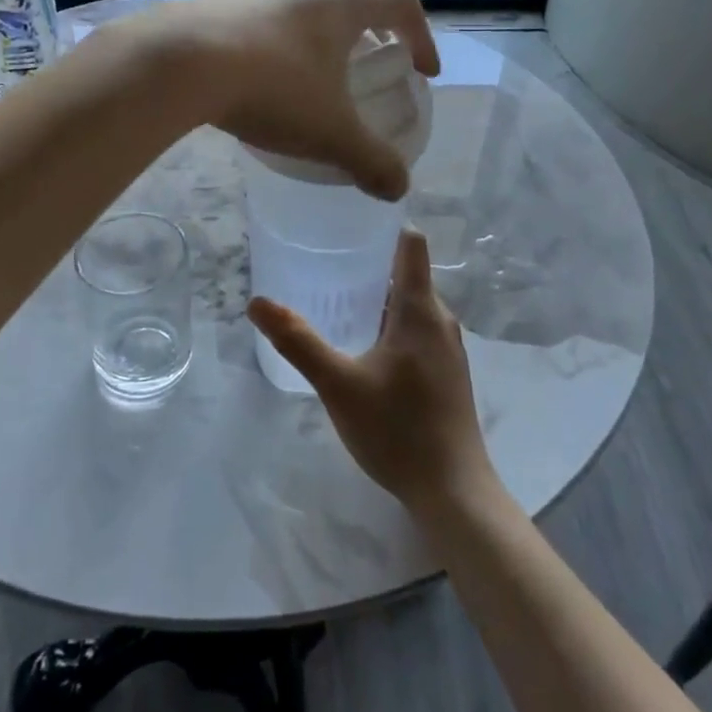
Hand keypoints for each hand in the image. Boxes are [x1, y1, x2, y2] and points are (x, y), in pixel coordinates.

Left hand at [153, 0, 440, 199]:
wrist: (183, 63)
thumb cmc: (273, 89)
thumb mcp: (330, 133)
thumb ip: (371, 160)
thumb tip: (399, 189)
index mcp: (347, 0)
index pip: (402, 7)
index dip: (422, 39)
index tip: (423, 72)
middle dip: (371, 19)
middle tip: (370, 54)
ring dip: (321, 0)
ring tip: (318, 34)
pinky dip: (275, 12)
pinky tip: (261, 46)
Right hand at [249, 229, 496, 517]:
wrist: (453, 492)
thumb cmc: (398, 430)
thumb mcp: (339, 384)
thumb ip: (298, 341)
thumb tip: (258, 302)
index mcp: (421, 309)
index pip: (411, 243)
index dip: (385, 224)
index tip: (349, 218)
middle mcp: (440, 320)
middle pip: (407, 273)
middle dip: (369, 264)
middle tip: (325, 262)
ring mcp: (448, 347)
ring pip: (411, 305)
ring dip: (378, 297)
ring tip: (336, 300)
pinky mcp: (447, 372)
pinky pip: (417, 329)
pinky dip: (390, 324)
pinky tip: (362, 345)